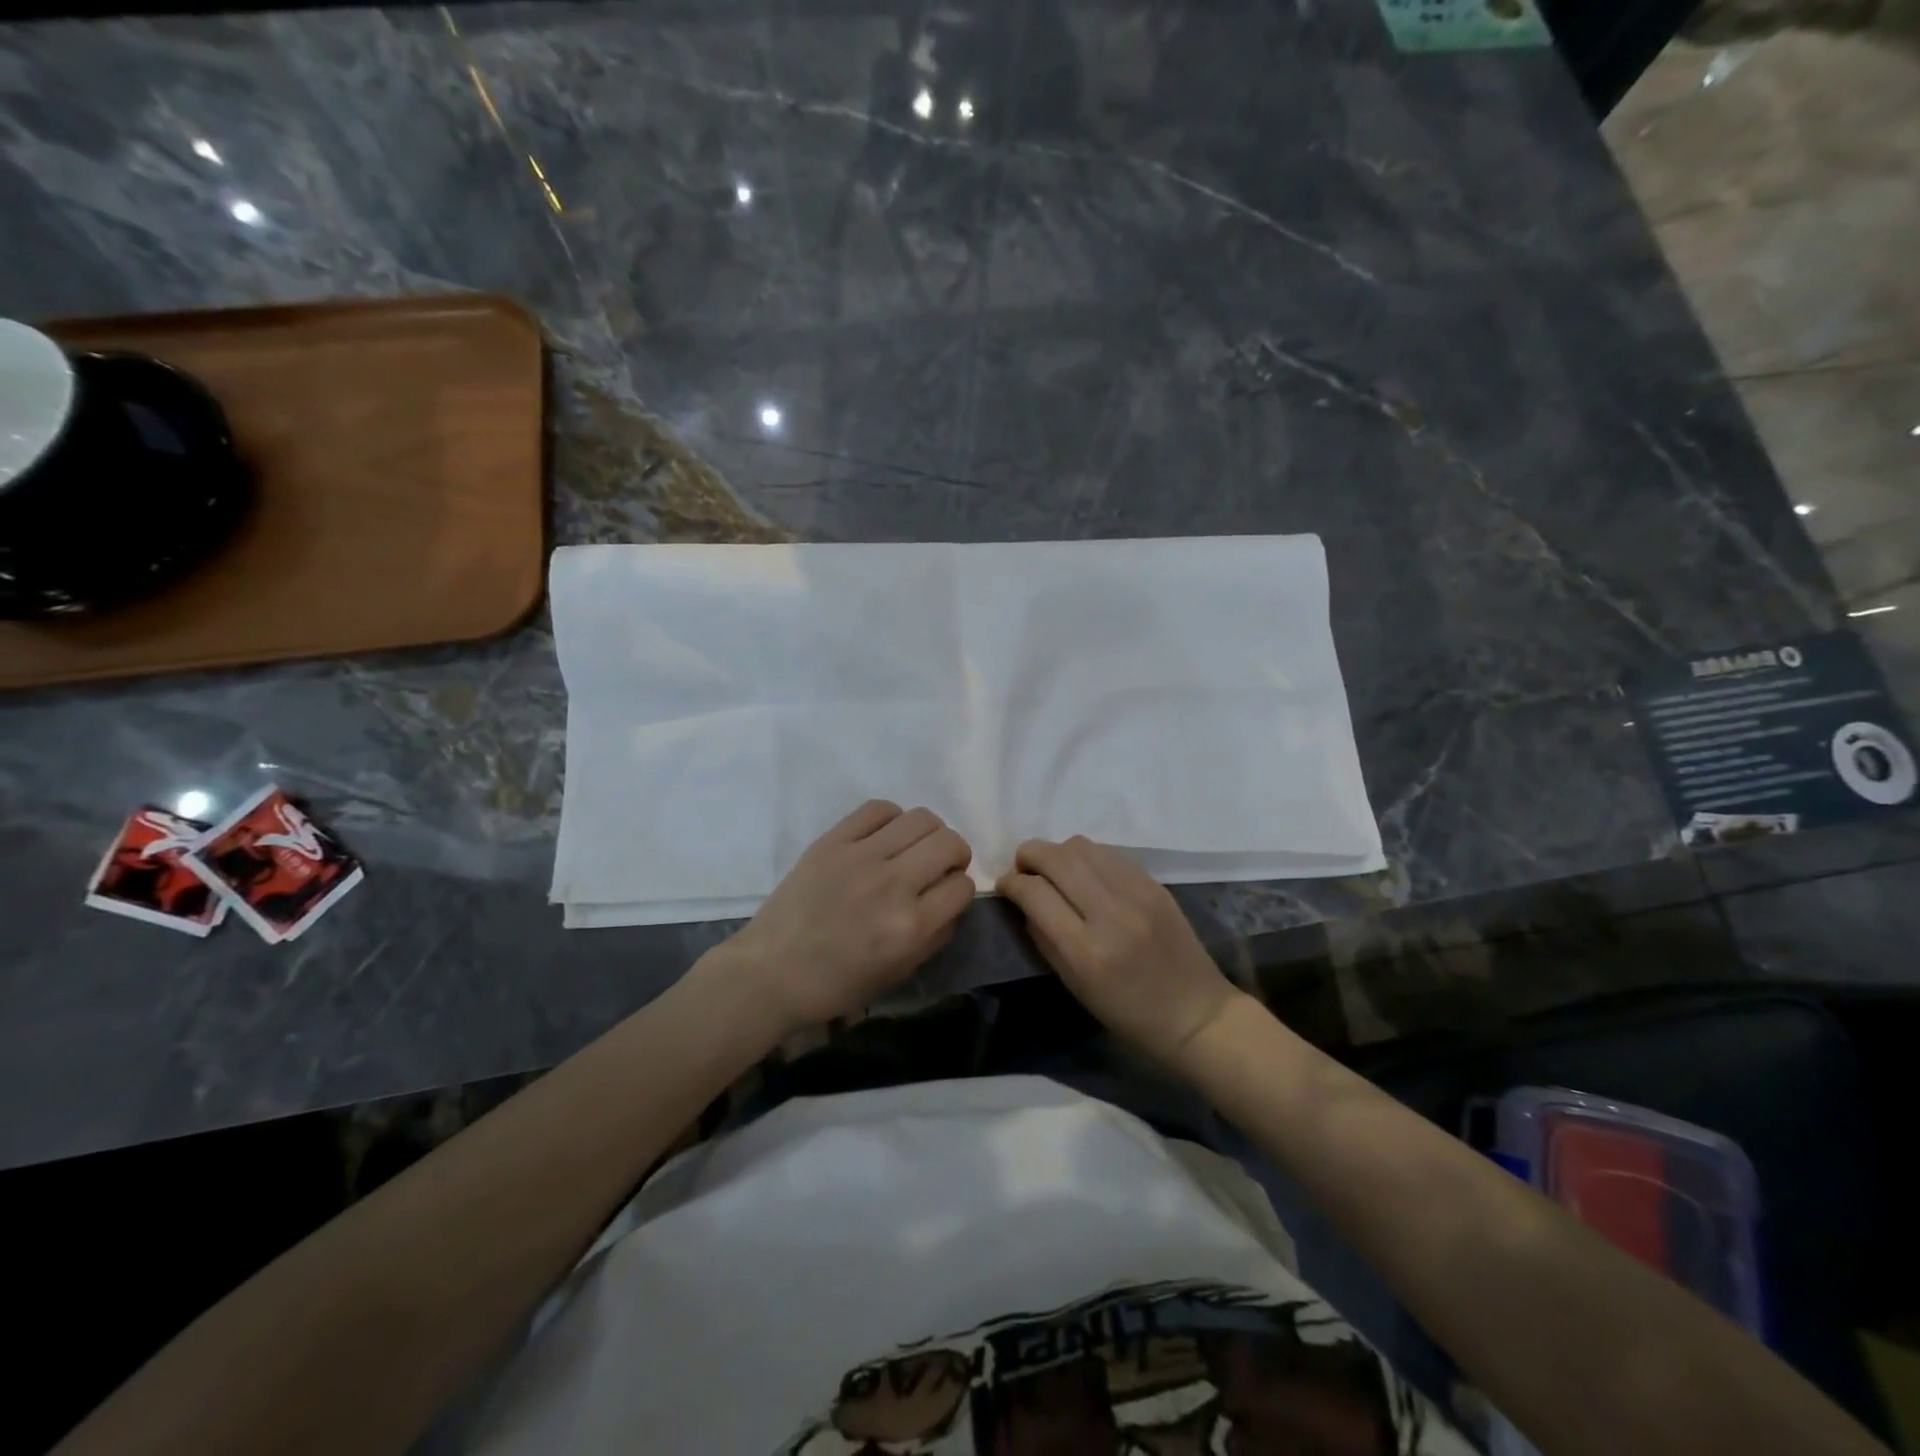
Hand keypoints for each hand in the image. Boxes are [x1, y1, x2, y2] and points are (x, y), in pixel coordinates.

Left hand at [722, 800, 973, 1034]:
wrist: (771, 971)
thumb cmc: (836, 984)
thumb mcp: (899, 974)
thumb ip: (935, 936)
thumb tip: (952, 900)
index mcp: (910, 927)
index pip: (963, 886)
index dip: (961, 890)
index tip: (947, 894)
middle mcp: (892, 884)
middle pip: (949, 843)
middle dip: (956, 855)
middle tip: (940, 867)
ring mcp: (860, 856)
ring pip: (921, 818)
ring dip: (929, 833)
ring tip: (914, 848)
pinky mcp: (833, 840)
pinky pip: (878, 808)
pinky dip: (893, 818)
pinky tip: (885, 836)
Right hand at [998, 836, 1241, 1066]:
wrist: (1195, 1012)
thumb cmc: (1127, 1012)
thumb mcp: (1074, 985)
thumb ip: (1042, 937)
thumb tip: (1022, 900)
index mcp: (1086, 949)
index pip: (1034, 893)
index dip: (1010, 883)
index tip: (1004, 886)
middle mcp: (1110, 912)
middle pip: (1055, 857)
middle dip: (1028, 856)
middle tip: (1023, 869)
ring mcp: (1136, 893)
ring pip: (1081, 846)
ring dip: (1057, 852)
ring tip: (1054, 871)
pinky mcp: (1154, 883)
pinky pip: (1108, 853)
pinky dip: (1087, 857)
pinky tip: (1086, 874)